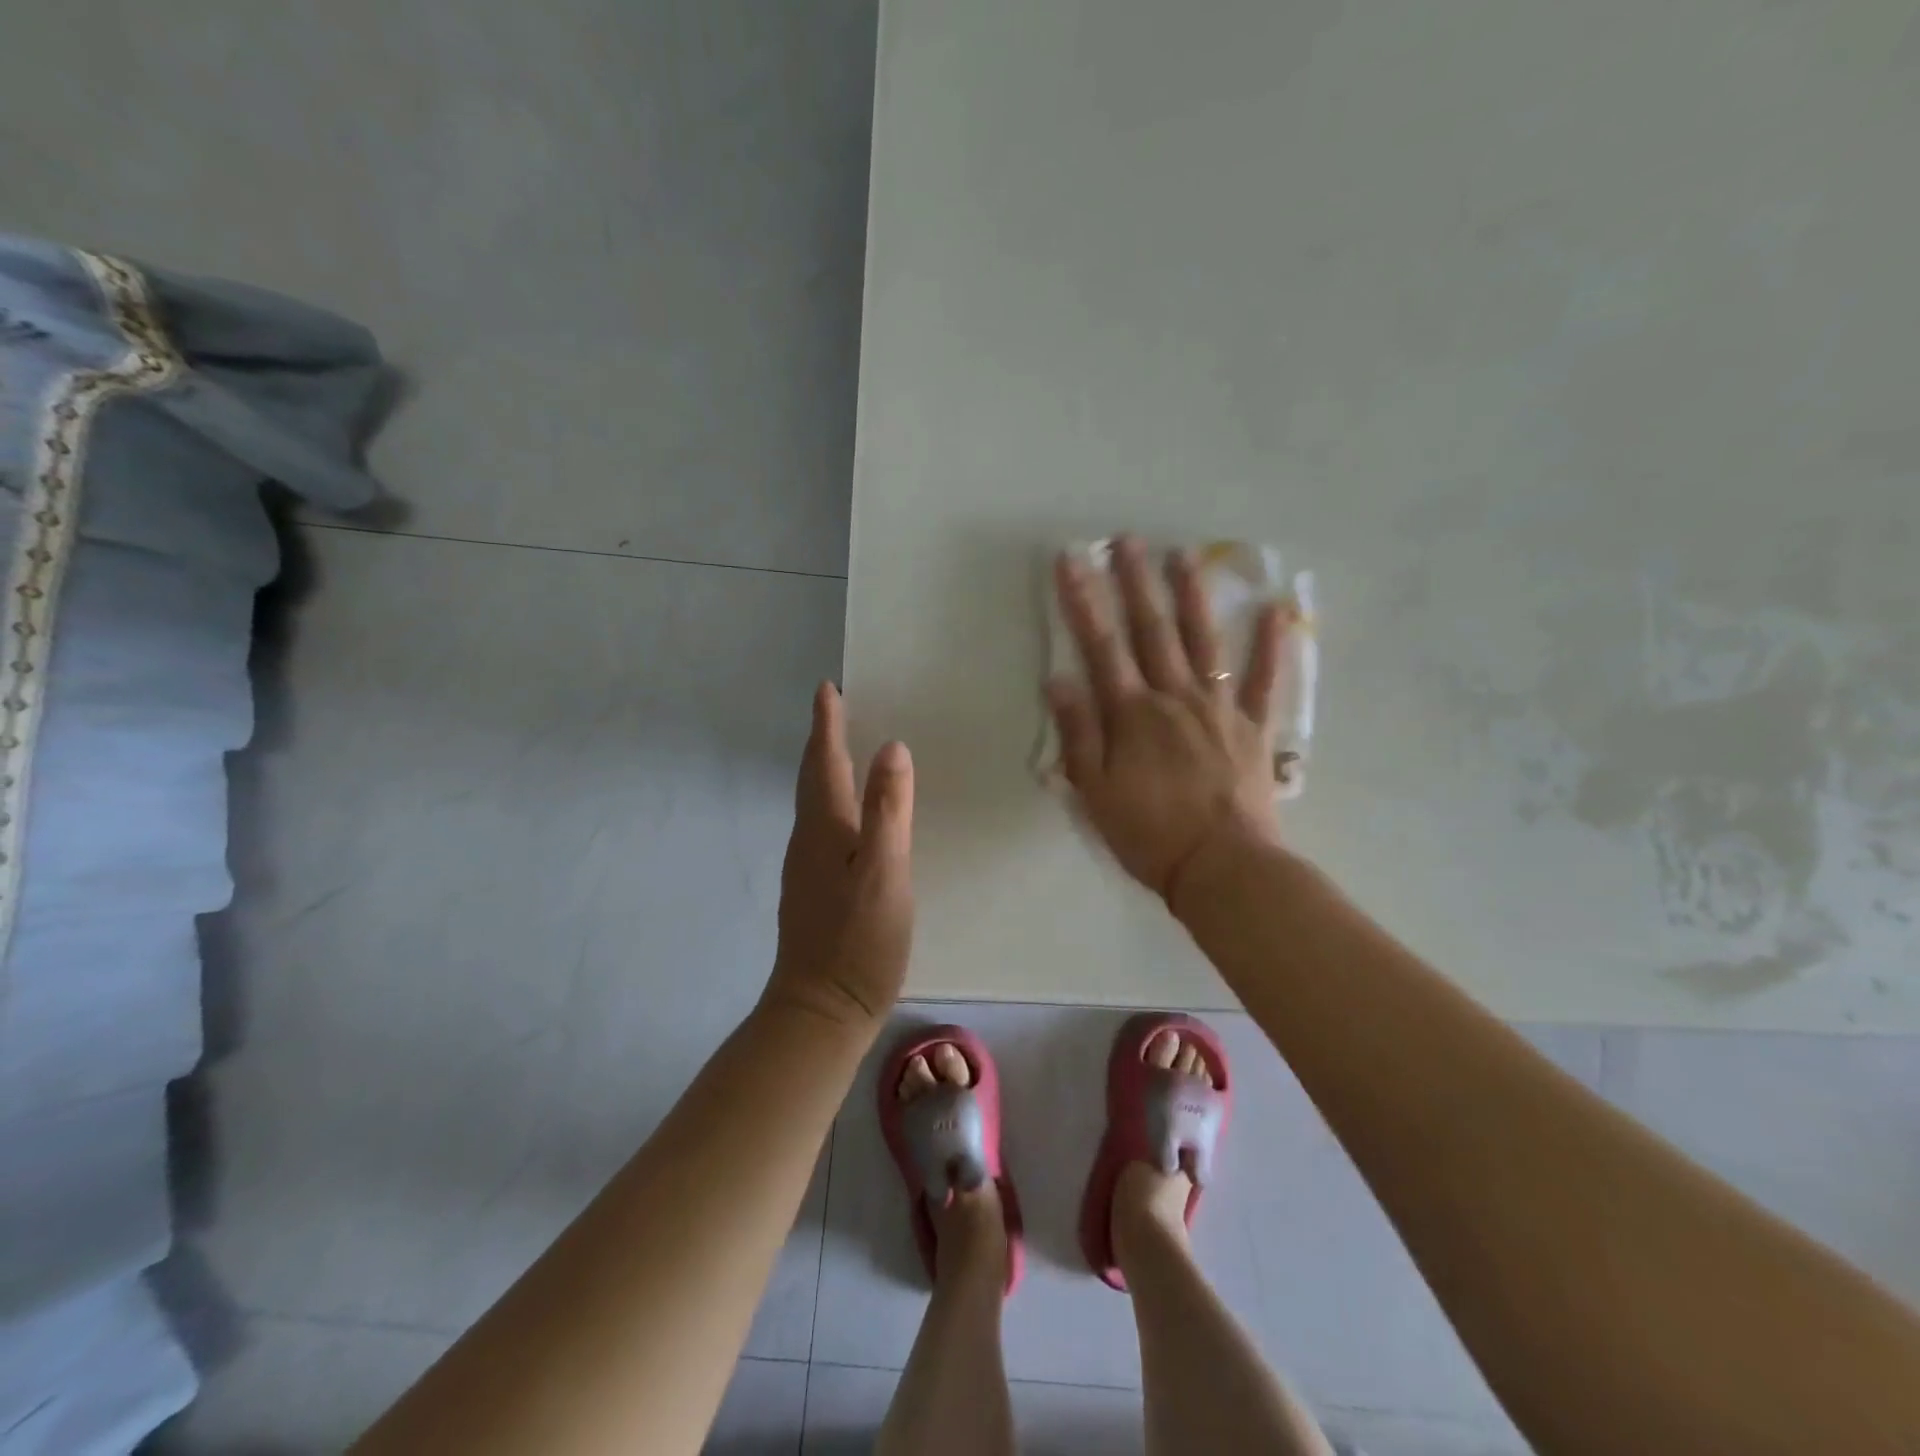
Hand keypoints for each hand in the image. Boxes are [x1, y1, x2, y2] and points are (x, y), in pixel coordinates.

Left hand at [764, 683, 914, 1031]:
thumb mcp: (884, 870)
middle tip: (837, 709)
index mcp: (825, 828)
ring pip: (815, 803)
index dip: (827, 724)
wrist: (822, 1010)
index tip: (828, 688)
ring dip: (827, 770)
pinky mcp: (815, 890)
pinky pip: (823, 826)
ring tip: (845, 750)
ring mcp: (808, 867)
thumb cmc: (857, 939)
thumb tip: (890, 747)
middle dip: (823, 741)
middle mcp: (808, 840)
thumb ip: (887, 809)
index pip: (825, 762)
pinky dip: (834, 802)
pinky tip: (851, 815)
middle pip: (814, 778)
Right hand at [1046, 536, 1286, 903]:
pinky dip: (1271, 644)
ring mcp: (1218, 708)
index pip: (1100, 646)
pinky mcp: (1252, 727)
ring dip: (1191, 595)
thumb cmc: (1148, 834)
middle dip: (1135, 582)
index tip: (1070, 561)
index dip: (1082, 601)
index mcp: (1132, 714)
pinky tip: (1275, 610)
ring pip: (1203, 640)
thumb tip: (1058, 678)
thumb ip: (1078, 733)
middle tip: (1126, 539)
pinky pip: (1263, 680)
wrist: (1221, 867)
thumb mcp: (1094, 791)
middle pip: (1152, 630)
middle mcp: (1174, 697)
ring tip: (1183, 554)